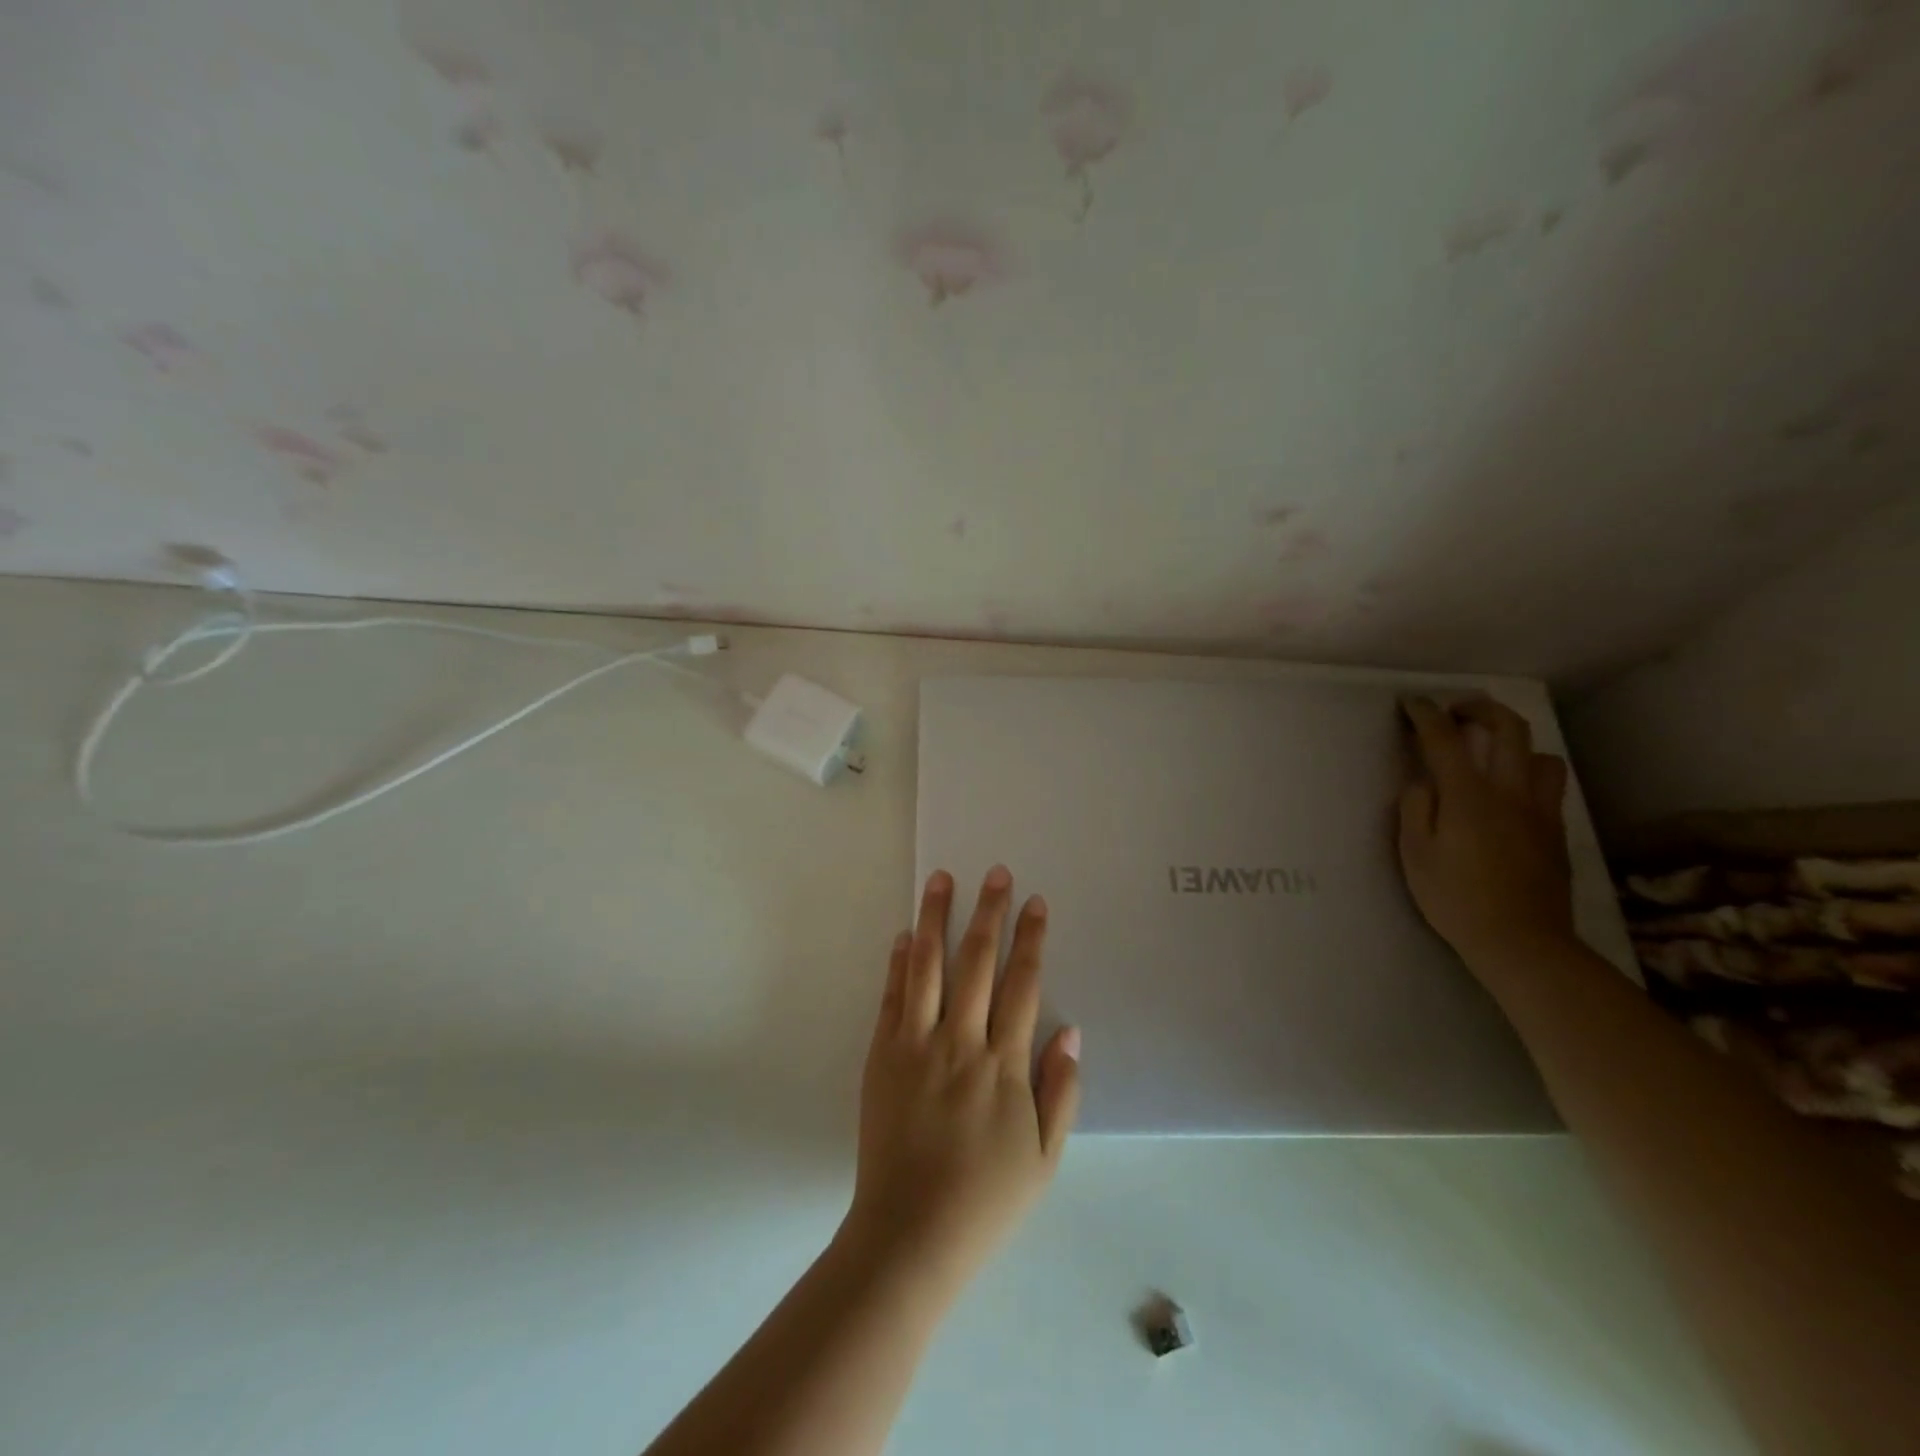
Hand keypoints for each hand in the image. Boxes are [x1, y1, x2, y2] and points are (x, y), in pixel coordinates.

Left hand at [839, 867, 1081, 1300]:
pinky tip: (905, 934)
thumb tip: (1071, 1031)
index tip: (1035, 902)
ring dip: (935, 918)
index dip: (1031, 940)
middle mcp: (960, 1043)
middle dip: (989, 913)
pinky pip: (891, 998)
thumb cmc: (985, 1199)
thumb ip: (1060, 1092)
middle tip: (995, 873)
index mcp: (1003, 1065)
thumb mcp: (1043, 1158)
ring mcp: (915, 1045)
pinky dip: (899, 962)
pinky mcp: (882, 1055)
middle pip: (977, 963)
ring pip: (928, 967)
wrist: (909, 1234)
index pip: (1022, 985)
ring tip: (940, 879)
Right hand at [1398, 697, 1576, 969]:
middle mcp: (1511, 792)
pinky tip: (1508, 794)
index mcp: (1469, 796)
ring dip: (1514, 743)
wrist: (1522, 941)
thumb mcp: (1415, 855)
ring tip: (1491, 754)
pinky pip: (1548, 786)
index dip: (1426, 715)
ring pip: (1540, 755)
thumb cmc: (1455, 898)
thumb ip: (1416, 810)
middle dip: (1479, 709)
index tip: (1412, 704)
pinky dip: (1527, 774)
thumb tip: (1423, 784)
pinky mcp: (1555, 832)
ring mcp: (1540, 811)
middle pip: (1508, 728)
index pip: (1445, 739)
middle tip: (1455, 712)